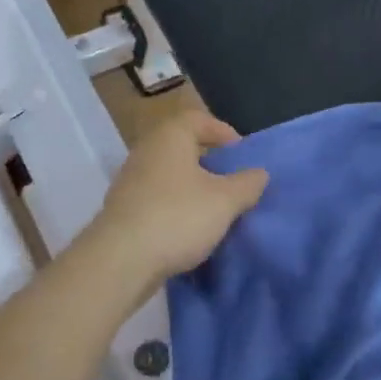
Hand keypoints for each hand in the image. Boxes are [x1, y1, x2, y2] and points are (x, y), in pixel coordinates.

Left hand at [83, 110, 268, 289]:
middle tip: (234, 184)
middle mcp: (147, 150)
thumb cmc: (177, 217)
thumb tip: (260, 173)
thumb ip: (247, 184)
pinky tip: (190, 230)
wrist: (120, 260)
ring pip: (171, 175)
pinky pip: (158, 199)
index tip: (243, 156)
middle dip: (211, 164)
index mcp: (170, 136)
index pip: (199, 119)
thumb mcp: (225, 201)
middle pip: (184, 147)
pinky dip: (176, 207)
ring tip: (217, 210)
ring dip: (194, 188)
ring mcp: (131, 180)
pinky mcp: (124, 209)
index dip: (224, 133)